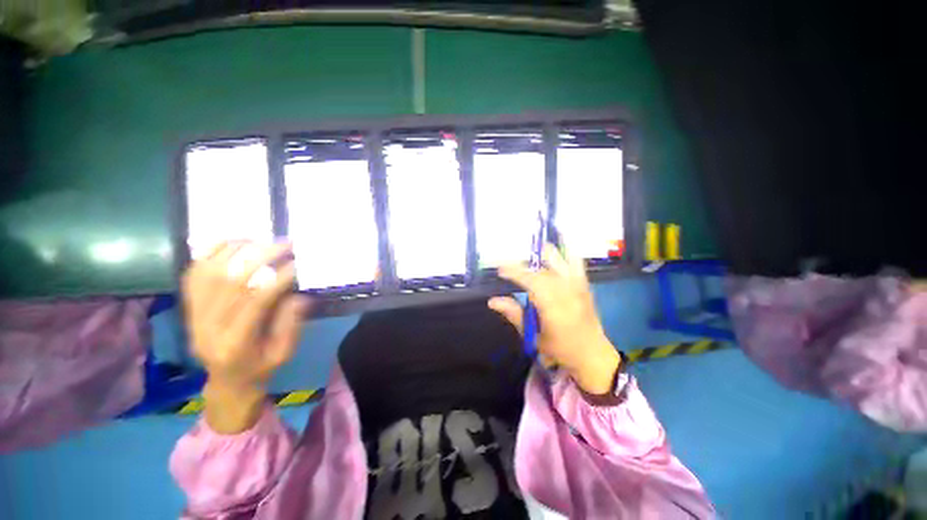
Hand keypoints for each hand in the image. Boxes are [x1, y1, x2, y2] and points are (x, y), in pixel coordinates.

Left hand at [182, 241, 309, 431]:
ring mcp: (193, 315)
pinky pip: (193, 274)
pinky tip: (230, 242)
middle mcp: (207, 327)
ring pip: (209, 273)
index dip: (277, 279)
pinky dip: (209, 253)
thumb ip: (291, 324)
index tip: (298, 264)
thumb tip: (297, 294)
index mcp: (234, 344)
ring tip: (261, 239)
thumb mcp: (284, 353)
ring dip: (236, 251)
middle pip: (230, 282)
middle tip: (285, 244)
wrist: (226, 380)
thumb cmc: (260, 367)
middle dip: (260, 258)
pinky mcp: (188, 307)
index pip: (254, 303)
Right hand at [489, 244, 620, 394]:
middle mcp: (567, 291)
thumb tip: (492, 301)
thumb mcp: (533, 336)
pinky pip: (577, 263)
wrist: (592, 355)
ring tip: (531, 249)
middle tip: (508, 266)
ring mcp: (578, 286)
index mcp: (554, 306)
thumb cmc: (560, 349)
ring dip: (544, 254)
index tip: (500, 270)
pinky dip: (567, 253)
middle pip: (542, 270)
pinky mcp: (585, 285)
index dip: (514, 272)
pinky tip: (562, 243)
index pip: (531, 281)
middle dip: (523, 265)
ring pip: (560, 262)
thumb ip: (514, 314)